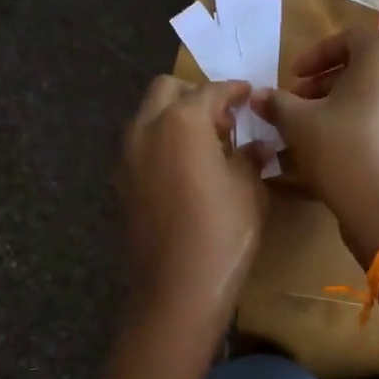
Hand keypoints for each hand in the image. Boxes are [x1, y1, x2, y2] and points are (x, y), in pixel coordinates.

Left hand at [119, 77, 266, 333]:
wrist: (177, 288)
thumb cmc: (223, 233)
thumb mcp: (249, 190)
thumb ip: (250, 157)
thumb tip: (257, 145)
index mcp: (182, 121)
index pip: (211, 91)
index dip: (234, 91)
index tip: (249, 95)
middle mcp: (147, 129)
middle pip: (166, 90)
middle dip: (195, 95)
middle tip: (224, 119)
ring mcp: (128, 157)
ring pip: (148, 117)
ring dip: (174, 118)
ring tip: (205, 145)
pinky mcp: (122, 184)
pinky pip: (141, 147)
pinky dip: (161, 144)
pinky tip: (185, 170)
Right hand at [253, 30, 378, 265]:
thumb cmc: (342, 152)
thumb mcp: (299, 124)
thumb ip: (277, 103)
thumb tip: (257, 96)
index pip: (348, 38)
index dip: (314, 56)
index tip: (292, 78)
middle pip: (364, 66)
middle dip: (326, 83)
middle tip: (298, 104)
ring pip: (376, 94)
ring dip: (342, 104)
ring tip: (313, 128)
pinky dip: (363, 123)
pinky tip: (338, 148)